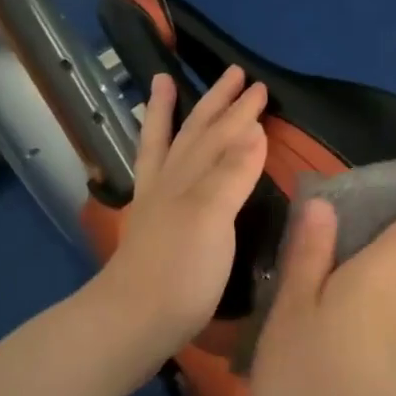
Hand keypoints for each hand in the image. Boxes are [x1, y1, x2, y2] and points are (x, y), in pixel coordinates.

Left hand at [89, 66, 268, 370]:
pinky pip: (154, 173)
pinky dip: (157, 152)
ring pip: (168, 145)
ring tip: (164, 82)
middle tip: (234, 74)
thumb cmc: (181, 272)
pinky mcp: (152, 225)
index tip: (262, 87)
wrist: (133, 321)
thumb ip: (232, 173)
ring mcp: (158, 202)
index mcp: (191, 177)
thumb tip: (253, 130)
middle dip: (217, 102)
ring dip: (170, 113)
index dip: (243, 112)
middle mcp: (172, 182)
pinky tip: (162, 155)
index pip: (223, 135)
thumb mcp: (212, 218)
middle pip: (196, 132)